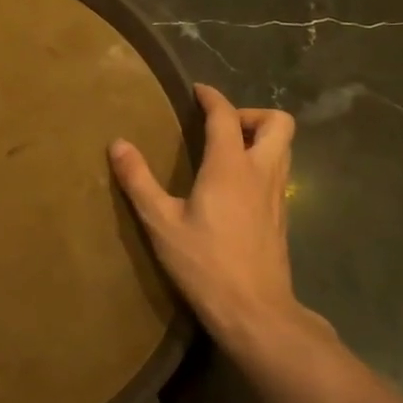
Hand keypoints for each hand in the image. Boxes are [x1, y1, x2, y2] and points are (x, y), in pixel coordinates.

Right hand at [109, 84, 323, 353]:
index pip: (227, 116)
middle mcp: (261, 173)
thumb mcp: (160, 222)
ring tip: (224, 151)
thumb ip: (138, 180)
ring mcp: (278, 196)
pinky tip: (233, 185)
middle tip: (219, 127)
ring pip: (284, 147)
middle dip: (250, 114)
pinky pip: (278, 172)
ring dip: (259, 137)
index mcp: (231, 167)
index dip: (212, 97)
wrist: (254, 311)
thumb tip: (118, 144)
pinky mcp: (281, 216)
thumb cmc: (204, 263)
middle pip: (278, 123)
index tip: (196, 91)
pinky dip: (260, 162)